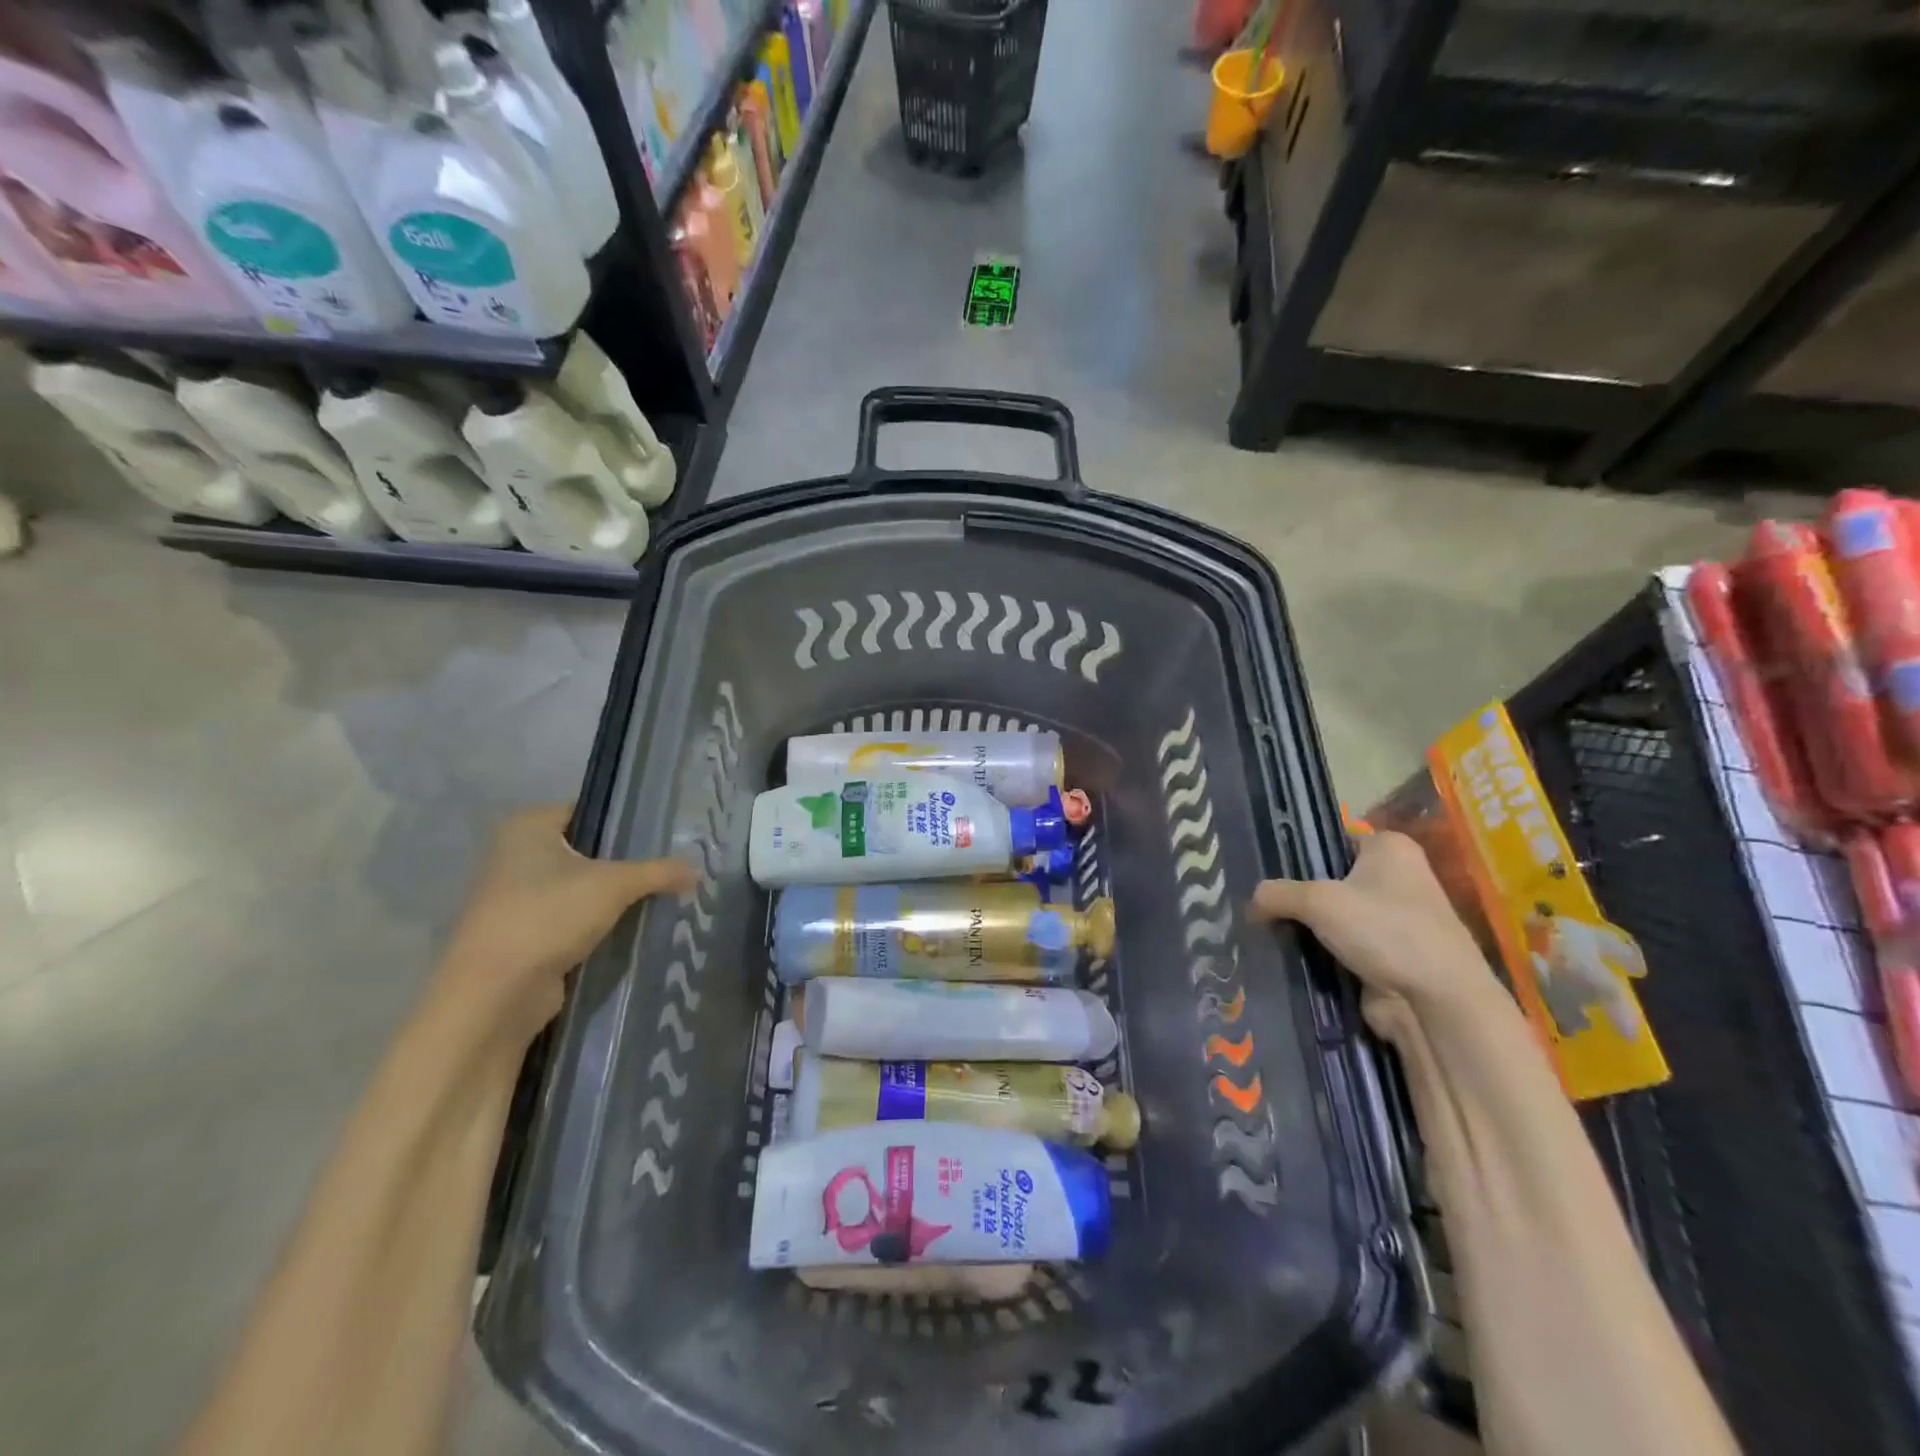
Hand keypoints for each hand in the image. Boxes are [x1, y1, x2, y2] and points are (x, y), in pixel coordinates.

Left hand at [432, 805, 695, 1050]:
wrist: (495, 993)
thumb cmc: (548, 916)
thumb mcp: (615, 885)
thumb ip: (660, 872)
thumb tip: (699, 870)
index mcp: (528, 826)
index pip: (589, 810)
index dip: (627, 822)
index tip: (664, 836)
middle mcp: (515, 853)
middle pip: (586, 849)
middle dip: (624, 861)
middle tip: (669, 867)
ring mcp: (515, 896)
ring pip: (579, 886)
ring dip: (612, 895)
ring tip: (658, 896)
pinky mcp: (523, 932)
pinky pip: (570, 916)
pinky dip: (596, 921)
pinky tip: (630, 926)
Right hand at [1249, 830, 1493, 1008]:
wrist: (1437, 1002)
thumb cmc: (1385, 930)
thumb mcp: (1318, 901)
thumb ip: (1277, 894)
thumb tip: (1249, 903)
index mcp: (1389, 847)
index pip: (1330, 840)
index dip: (1296, 855)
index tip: (1263, 872)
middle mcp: (1397, 876)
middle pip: (1329, 878)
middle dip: (1297, 894)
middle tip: (1259, 904)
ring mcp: (1396, 918)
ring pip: (1335, 915)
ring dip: (1307, 926)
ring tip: (1266, 929)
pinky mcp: (1390, 954)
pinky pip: (1344, 944)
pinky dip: (1321, 951)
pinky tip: (1290, 954)